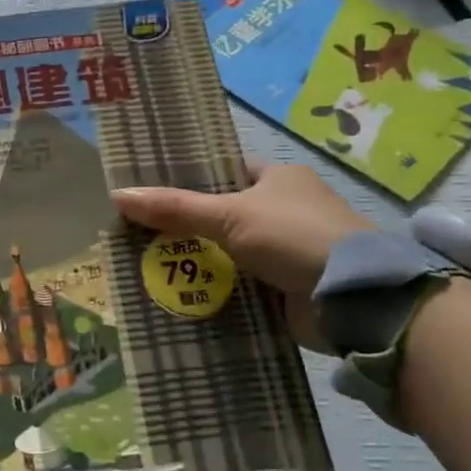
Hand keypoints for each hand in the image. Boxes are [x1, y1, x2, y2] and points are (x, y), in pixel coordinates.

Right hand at [111, 163, 372, 350]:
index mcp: (279, 179)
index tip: (149, 193)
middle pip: (221, 214)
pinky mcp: (285, 287)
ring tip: (145, 264)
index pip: (224, 172)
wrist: (353, 299)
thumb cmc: (293, 237)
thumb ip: (175, 208)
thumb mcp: (229, 215)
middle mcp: (284, 210)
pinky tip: (178, 293)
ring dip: (197, 261)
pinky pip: (239, 283)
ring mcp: (286, 251)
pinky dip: (215, 289)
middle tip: (137, 232)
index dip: (188, 180)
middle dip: (184, 226)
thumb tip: (117, 195)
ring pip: (228, 251)